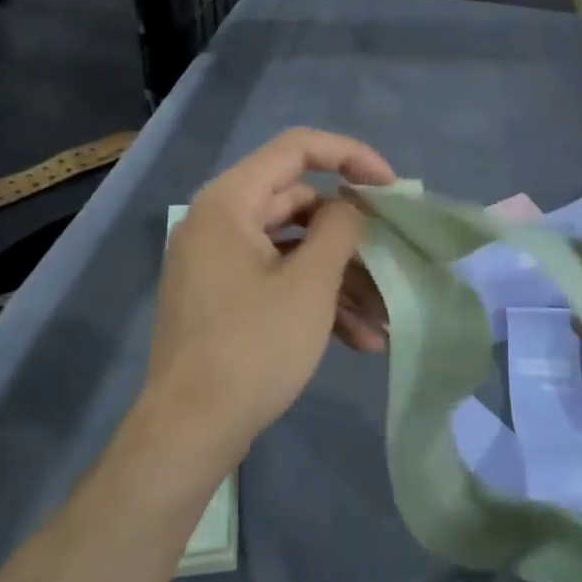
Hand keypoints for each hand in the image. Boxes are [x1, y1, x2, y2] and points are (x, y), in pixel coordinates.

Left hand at [141, 128, 396, 466]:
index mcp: (230, 202)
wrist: (189, 433)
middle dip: (351, 236)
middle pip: (299, 204)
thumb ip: (340, 229)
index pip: (297, 148)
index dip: (350, 156)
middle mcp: (220, 222)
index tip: (391, 187)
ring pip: (295, 249)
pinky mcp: (225, 298)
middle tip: (392, 256)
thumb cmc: (252, 349)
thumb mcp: (310, 285)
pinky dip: (316, 300)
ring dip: (341, 278)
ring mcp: (220, 263)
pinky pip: (278, 280)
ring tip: (384, 318)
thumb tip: (350, 205)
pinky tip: (359, 340)